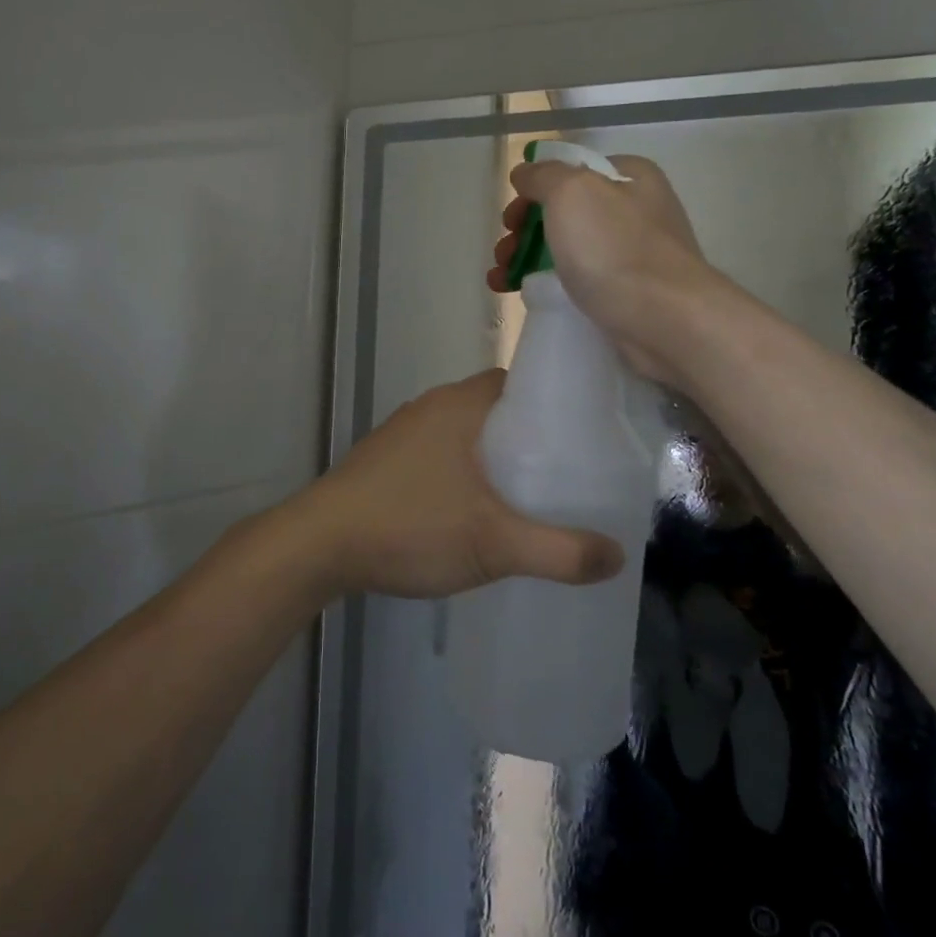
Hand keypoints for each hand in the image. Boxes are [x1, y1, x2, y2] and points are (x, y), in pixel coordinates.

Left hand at [294, 371, 624, 599]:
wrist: (319, 544)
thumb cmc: (409, 526)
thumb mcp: (493, 543)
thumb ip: (559, 552)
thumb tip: (616, 555)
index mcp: (460, 405)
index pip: (521, 381)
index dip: (557, 401)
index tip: (589, 433)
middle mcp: (433, 407)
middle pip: (497, 409)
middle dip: (533, 436)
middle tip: (570, 472)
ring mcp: (405, 432)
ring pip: (468, 434)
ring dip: (497, 457)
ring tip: (533, 494)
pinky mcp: (387, 460)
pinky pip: (442, 454)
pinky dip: (467, 472)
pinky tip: (478, 509)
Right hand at [487, 153, 708, 381]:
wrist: (665, 320)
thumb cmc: (615, 248)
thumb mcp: (571, 192)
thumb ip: (543, 175)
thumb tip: (525, 174)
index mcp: (629, 177)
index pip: (570, 171)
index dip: (533, 191)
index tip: (510, 219)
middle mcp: (635, 209)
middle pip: (564, 212)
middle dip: (524, 231)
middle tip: (504, 253)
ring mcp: (633, 252)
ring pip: (567, 248)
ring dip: (527, 259)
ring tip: (500, 279)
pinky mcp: (628, 291)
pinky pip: (579, 280)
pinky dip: (548, 284)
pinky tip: (523, 295)